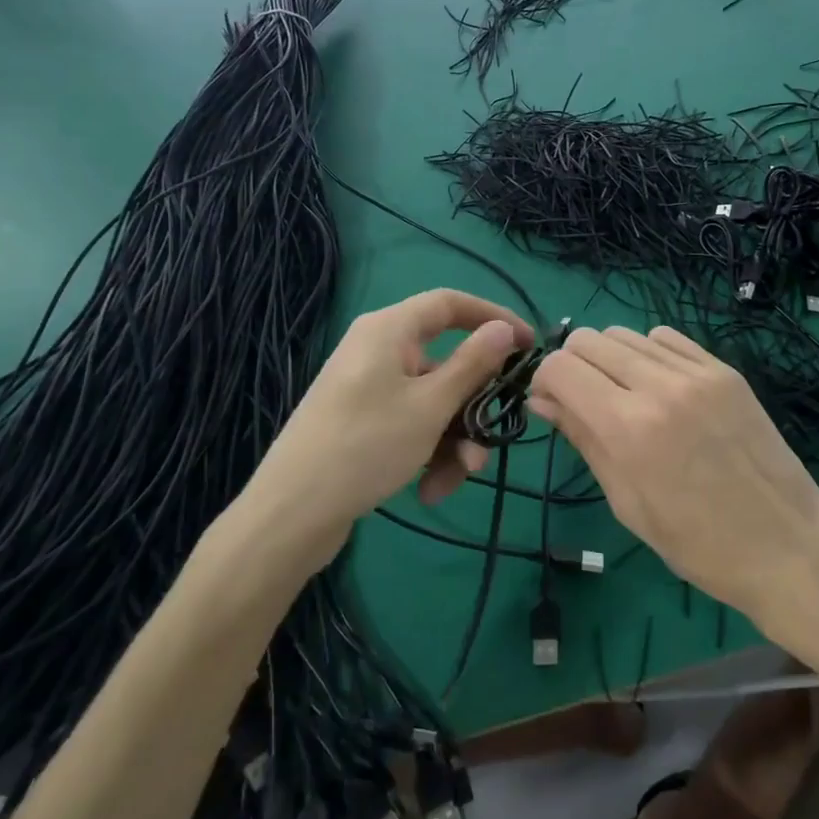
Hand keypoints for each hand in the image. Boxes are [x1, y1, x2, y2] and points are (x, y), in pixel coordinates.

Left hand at [238, 290, 532, 570]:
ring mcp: (368, 387)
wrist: (291, 514)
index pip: (450, 303)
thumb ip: (473, 364)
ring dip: (452, 439)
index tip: (527, 345)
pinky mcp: (362, 421)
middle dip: (472, 406)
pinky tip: (429, 490)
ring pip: (432, 402)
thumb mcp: (430, 405)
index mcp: (389, 330)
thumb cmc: (366, 445)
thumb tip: (504, 328)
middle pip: (446, 363)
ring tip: (453, 480)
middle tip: (492, 437)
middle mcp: (378, 350)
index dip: (492, 317)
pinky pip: (410, 423)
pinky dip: (427, 451)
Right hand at [529, 326, 818, 624]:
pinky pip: (667, 338)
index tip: (551, 403)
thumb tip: (542, 399)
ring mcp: (697, 372)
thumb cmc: (697, 543)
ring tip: (622, 394)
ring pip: (626, 333)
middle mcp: (660, 385)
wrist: (787, 544)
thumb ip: (583, 439)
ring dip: (609, 357)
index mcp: (629, 427)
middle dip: (572, 364)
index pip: (561, 367)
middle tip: (582, 400)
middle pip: (589, 339)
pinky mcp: (724, 369)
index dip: (545, 381)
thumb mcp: (627, 502)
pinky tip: (658, 386)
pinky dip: (648, 353)